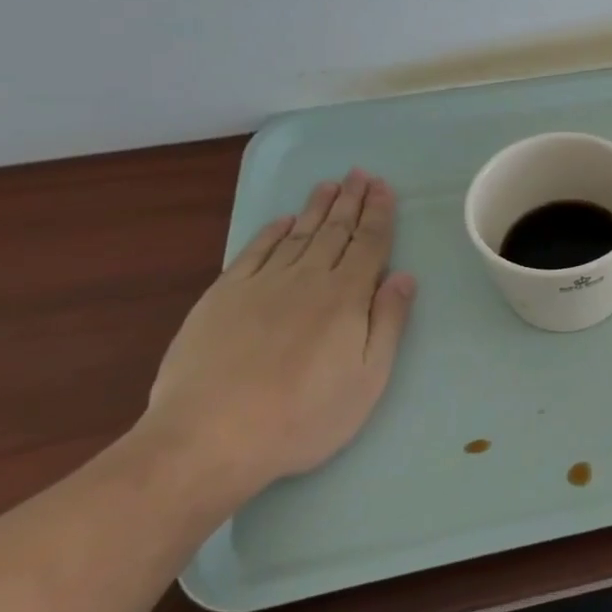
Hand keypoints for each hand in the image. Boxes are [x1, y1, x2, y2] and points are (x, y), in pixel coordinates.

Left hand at [136, 169, 416, 503]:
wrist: (209, 437)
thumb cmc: (302, 416)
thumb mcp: (367, 379)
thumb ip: (387, 322)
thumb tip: (403, 276)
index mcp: (345, 297)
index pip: (369, 244)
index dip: (379, 214)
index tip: (383, 187)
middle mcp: (307, 279)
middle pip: (334, 230)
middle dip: (351, 200)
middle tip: (359, 174)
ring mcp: (261, 284)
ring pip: (297, 234)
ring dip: (316, 207)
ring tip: (329, 185)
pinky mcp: (223, 296)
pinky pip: (254, 251)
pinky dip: (271, 232)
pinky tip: (282, 221)